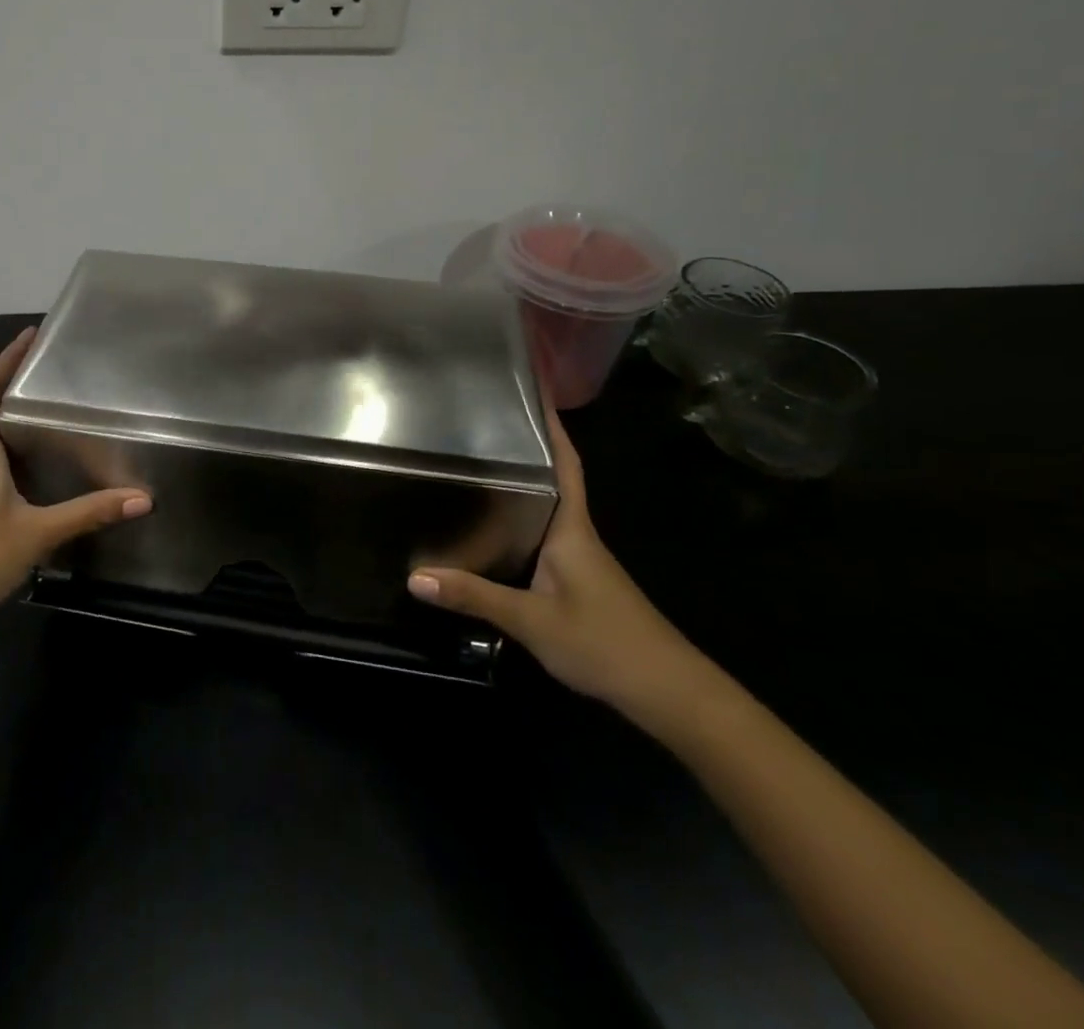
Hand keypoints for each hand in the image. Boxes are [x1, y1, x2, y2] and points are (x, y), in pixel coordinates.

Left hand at [0, 328, 150, 640]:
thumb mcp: (37, 534)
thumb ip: (89, 513)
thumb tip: (143, 498)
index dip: (5, 360)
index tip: (30, 335)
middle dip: (14, 383)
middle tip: (53, 370)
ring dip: (12, 418)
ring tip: (51, 410)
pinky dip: (10, 450)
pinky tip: (35, 467)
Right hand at [407, 405, 715, 727]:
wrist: (668, 694)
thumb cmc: (605, 642)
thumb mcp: (532, 620)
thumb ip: (474, 595)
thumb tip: (415, 575)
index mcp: (572, 528)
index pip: (566, 464)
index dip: (552, 426)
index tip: (535, 389)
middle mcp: (576, 534)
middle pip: (551, 479)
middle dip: (525, 448)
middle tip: (480, 423)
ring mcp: (578, 559)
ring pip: (544, 509)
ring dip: (519, 486)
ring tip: (474, 465)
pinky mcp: (575, 582)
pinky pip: (540, 537)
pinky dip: (517, 522)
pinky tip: (489, 532)